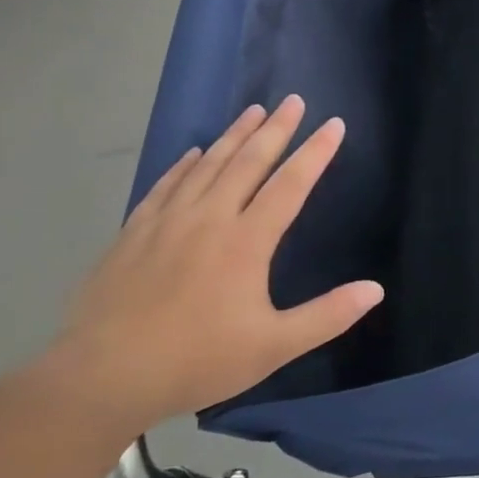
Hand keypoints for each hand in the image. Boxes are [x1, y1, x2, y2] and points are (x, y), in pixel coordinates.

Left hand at [41, 97, 382, 432]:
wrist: (102, 377)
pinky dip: (185, 164)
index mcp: (246, 242)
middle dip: (276, 129)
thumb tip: (376, 290)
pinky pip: (166, 185)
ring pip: (208, 165)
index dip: (315, 152)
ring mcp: (167, 222)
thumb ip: (327, 316)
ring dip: (234, 135)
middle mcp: (209, 219)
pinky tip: (194, 153)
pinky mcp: (133, 233)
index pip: (290, 184)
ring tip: (253, 110)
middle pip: (248, 162)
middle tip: (294, 100)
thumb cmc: (196, 360)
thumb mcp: (273, 347)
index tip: (334, 124)